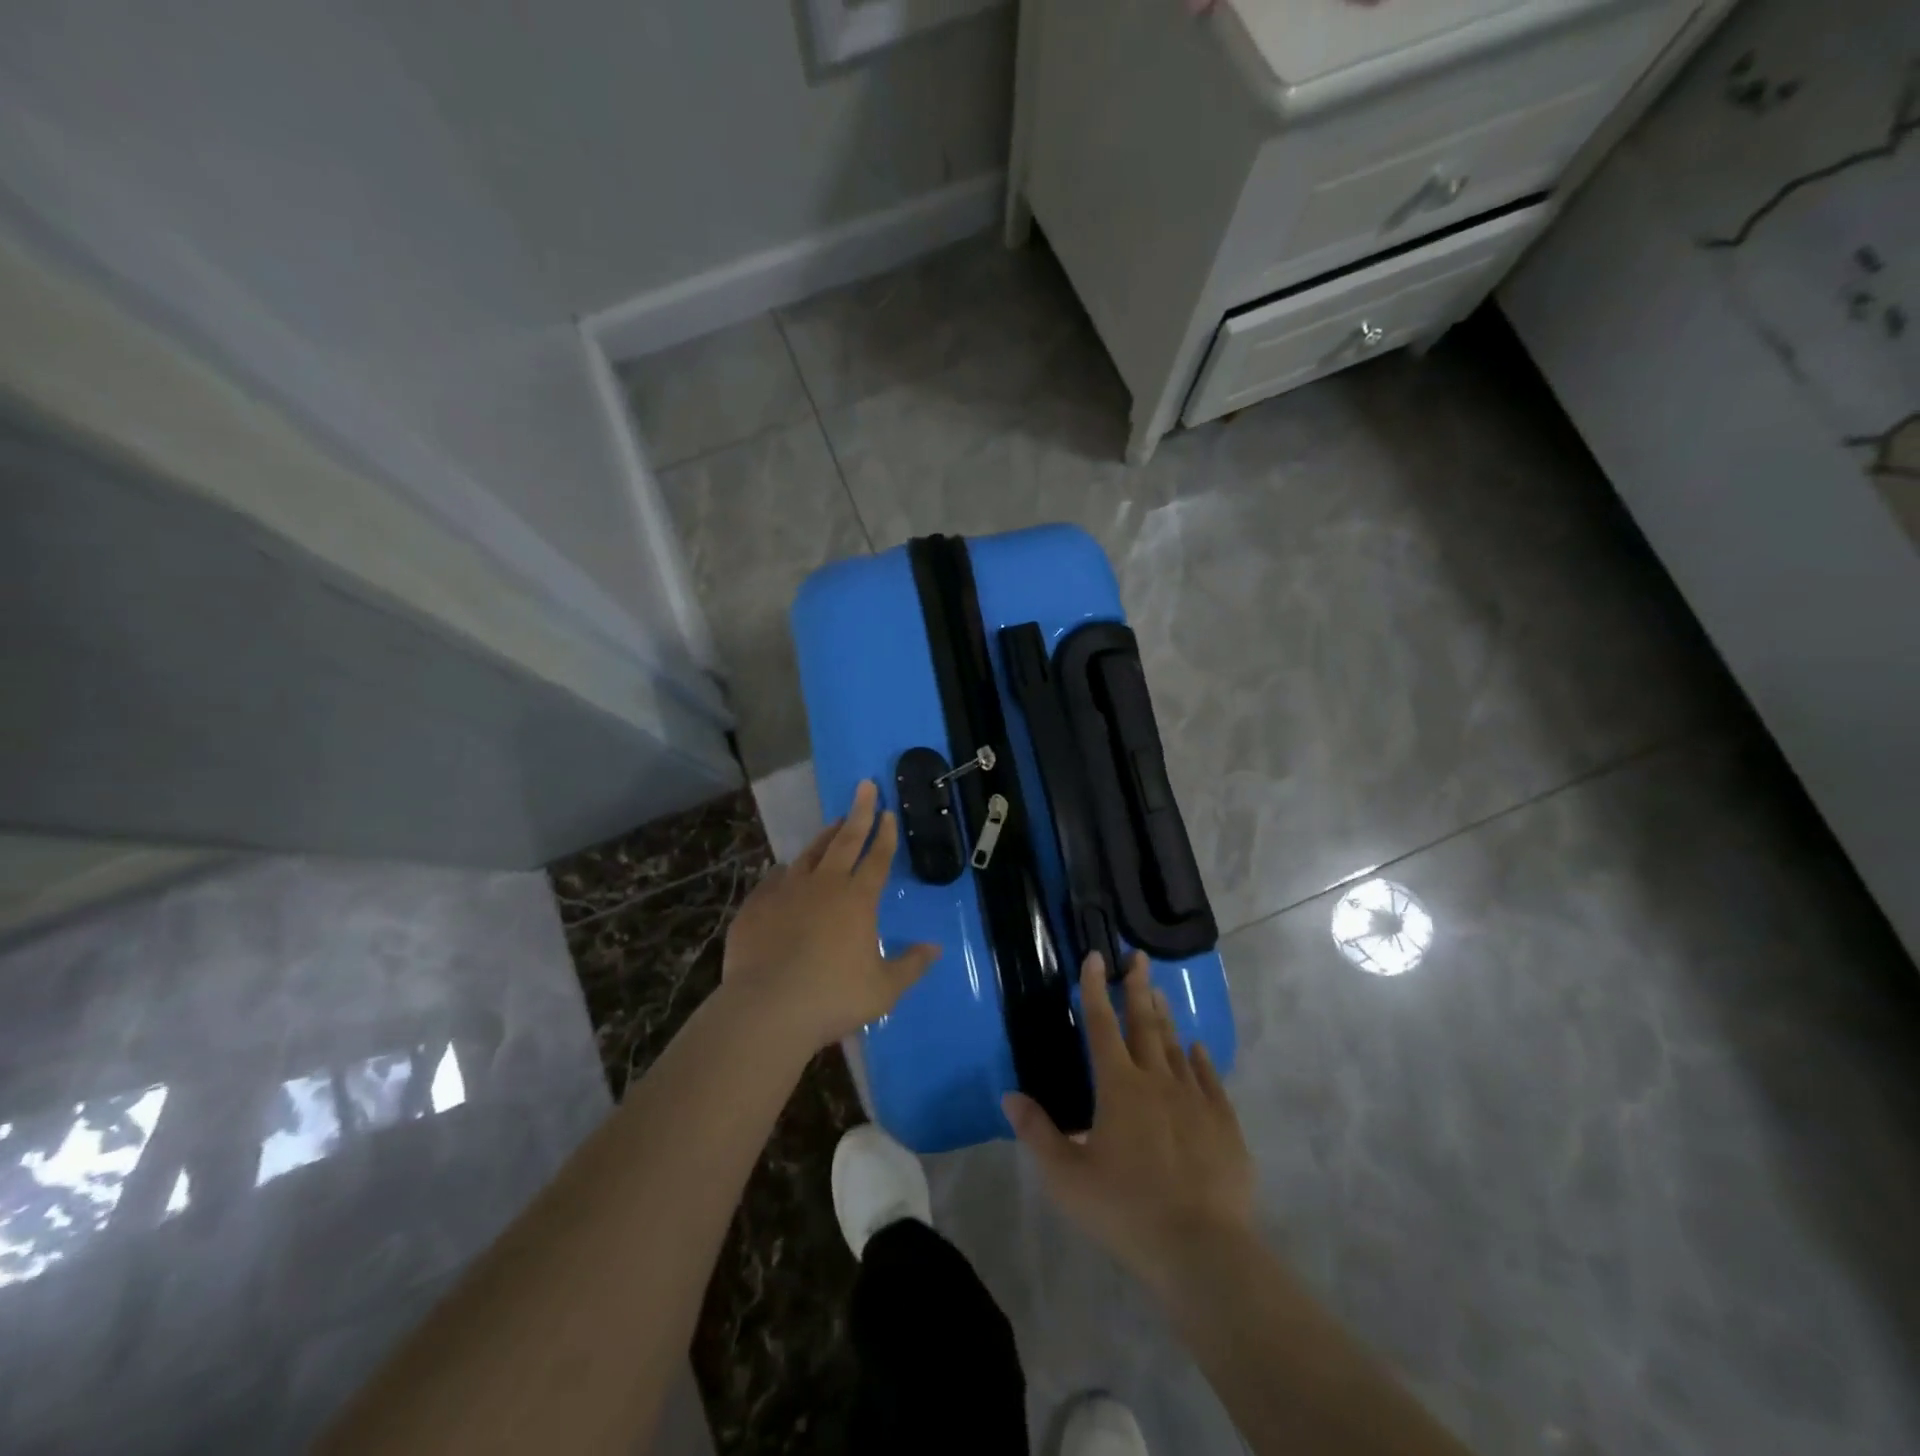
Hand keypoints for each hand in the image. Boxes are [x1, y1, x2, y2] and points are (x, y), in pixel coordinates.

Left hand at [722, 780, 939, 1052]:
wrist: (766, 1009)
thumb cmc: (833, 998)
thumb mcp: (883, 989)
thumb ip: (910, 966)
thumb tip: (935, 948)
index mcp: (857, 900)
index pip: (877, 858)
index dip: (885, 834)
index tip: (888, 812)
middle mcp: (824, 885)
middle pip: (845, 840)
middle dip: (859, 812)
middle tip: (865, 786)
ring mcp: (786, 892)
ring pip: (809, 854)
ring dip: (825, 836)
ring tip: (834, 823)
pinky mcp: (757, 906)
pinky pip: (775, 879)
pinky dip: (786, 871)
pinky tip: (785, 870)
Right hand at [1004, 952, 1254, 1287]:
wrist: (1201, 1249)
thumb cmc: (1125, 1210)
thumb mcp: (1067, 1178)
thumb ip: (1038, 1133)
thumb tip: (1010, 1096)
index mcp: (1118, 1087)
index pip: (1102, 1025)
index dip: (1096, 989)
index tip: (1096, 957)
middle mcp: (1157, 1080)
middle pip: (1145, 1024)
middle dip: (1139, 987)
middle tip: (1139, 958)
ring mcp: (1194, 1099)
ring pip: (1176, 1046)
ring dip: (1165, 1018)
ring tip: (1159, 994)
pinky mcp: (1223, 1123)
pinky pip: (1210, 1079)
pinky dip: (1200, 1058)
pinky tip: (1197, 1048)